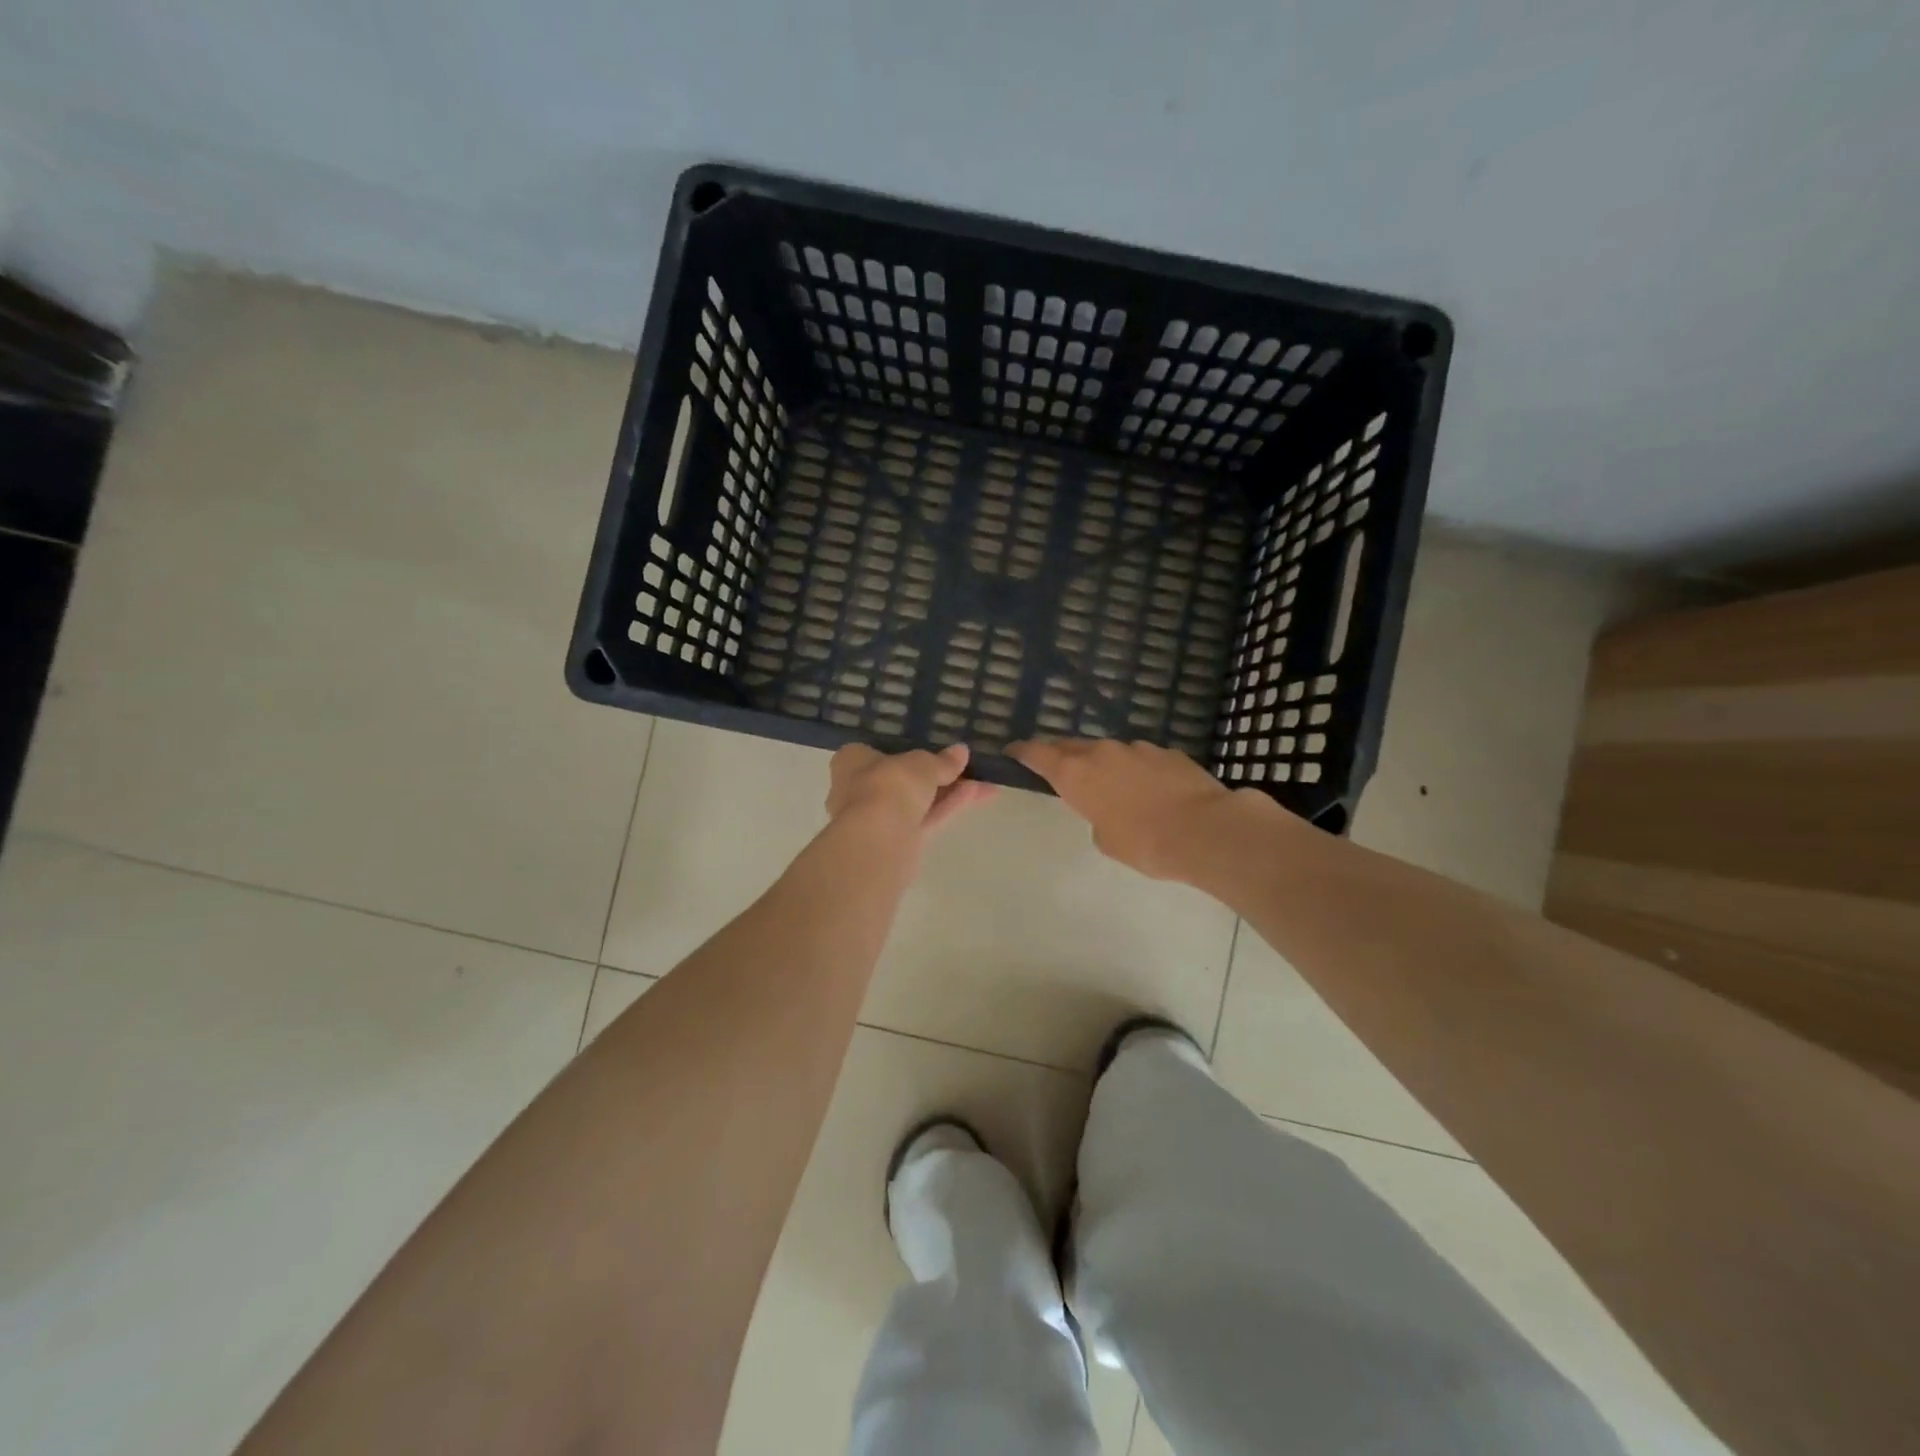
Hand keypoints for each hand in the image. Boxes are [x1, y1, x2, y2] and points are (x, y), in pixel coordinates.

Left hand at [826, 743, 995, 836]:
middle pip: (903, 779)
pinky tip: (978, 795)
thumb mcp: (921, 765)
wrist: (877, 842)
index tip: (935, 748)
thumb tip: (961, 752)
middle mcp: (859, 790)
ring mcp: (879, 819)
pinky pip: (927, 819)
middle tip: (966, 765)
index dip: (906, 748)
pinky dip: (949, 807)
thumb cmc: (888, 787)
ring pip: (918, 801)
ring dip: (950, 791)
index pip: (878, 750)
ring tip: (985, 781)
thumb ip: (942, 761)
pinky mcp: (898, 843)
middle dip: (937, 774)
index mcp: (852, 761)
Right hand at [1009, 738, 1233, 880]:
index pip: (1038, 753)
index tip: (1013, 752)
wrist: (1204, 830)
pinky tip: (1153, 792)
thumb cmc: (1144, 843)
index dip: (1023, 752)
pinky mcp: (1168, 752)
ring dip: (1106, 765)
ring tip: (1116, 788)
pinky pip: (1143, 759)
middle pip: (1072, 746)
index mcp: (1076, 773)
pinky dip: (1139, 771)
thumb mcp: (1106, 840)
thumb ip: (1097, 817)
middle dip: (1062, 756)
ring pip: (1111, 752)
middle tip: (1059, 769)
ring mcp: (1138, 748)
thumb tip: (1110, 808)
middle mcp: (1103, 752)